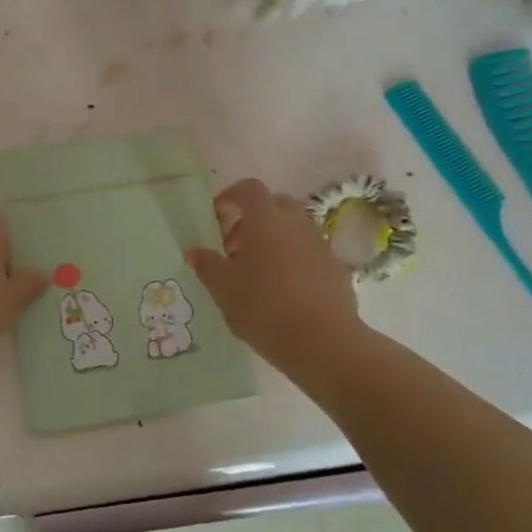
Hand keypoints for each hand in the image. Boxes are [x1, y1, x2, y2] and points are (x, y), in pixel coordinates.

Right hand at [188, 179, 368, 376]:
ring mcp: (320, 244)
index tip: (216, 217)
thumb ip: (207, 265)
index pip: (248, 189)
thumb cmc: (264, 307)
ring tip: (256, 272)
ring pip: (293, 228)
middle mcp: (296, 223)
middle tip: (234, 248)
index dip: (230, 196)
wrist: (323, 342)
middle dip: (251, 219)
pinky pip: (308, 251)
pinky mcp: (336, 268)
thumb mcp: (222, 288)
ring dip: (273, 239)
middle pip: (274, 204)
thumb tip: (195, 252)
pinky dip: (292, 259)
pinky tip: (282, 290)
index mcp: (266, 219)